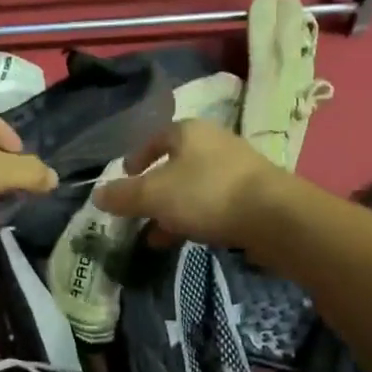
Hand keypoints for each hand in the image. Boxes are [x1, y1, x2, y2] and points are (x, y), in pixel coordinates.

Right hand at [92, 119, 288, 249]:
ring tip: (157, 237)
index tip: (125, 176)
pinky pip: (214, 203)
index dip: (137, 157)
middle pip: (175, 165)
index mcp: (188, 132)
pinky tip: (187, 240)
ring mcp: (237, 168)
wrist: (273, 216)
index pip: (155, 138)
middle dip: (154, 191)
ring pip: (194, 187)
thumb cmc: (206, 194)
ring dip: (173, 210)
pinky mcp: (253, 194)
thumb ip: (123, 195)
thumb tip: (98, 194)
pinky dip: (196, 218)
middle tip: (138, 213)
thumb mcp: (154, 195)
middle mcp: (214, 142)